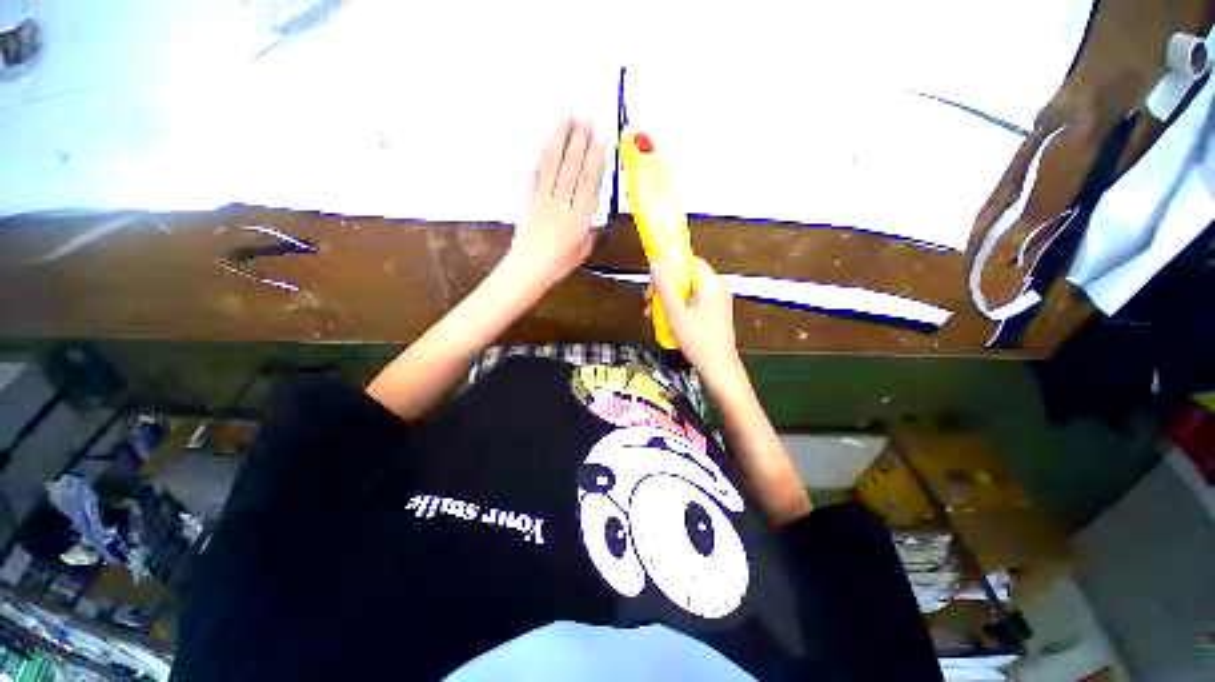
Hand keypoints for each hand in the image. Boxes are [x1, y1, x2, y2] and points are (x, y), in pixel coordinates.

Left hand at [506, 118, 604, 291]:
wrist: (528, 268)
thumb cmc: (559, 263)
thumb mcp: (584, 249)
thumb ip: (590, 229)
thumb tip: (593, 214)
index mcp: (579, 217)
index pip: (588, 180)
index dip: (595, 156)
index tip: (601, 136)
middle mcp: (562, 202)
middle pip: (572, 166)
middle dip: (580, 139)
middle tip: (587, 116)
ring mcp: (543, 197)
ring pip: (553, 163)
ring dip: (561, 138)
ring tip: (568, 117)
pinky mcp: (530, 197)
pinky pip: (537, 171)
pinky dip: (544, 154)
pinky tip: (549, 141)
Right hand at [648, 257, 740, 377]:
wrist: (718, 367)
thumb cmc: (698, 340)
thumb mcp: (675, 312)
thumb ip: (664, 286)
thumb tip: (656, 263)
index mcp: (711, 283)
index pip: (690, 261)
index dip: (670, 266)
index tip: (654, 279)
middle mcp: (717, 289)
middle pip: (687, 277)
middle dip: (665, 287)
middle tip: (650, 300)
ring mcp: (717, 302)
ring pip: (687, 292)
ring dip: (669, 300)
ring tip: (653, 314)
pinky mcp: (714, 314)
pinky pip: (693, 303)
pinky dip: (679, 308)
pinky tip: (667, 321)